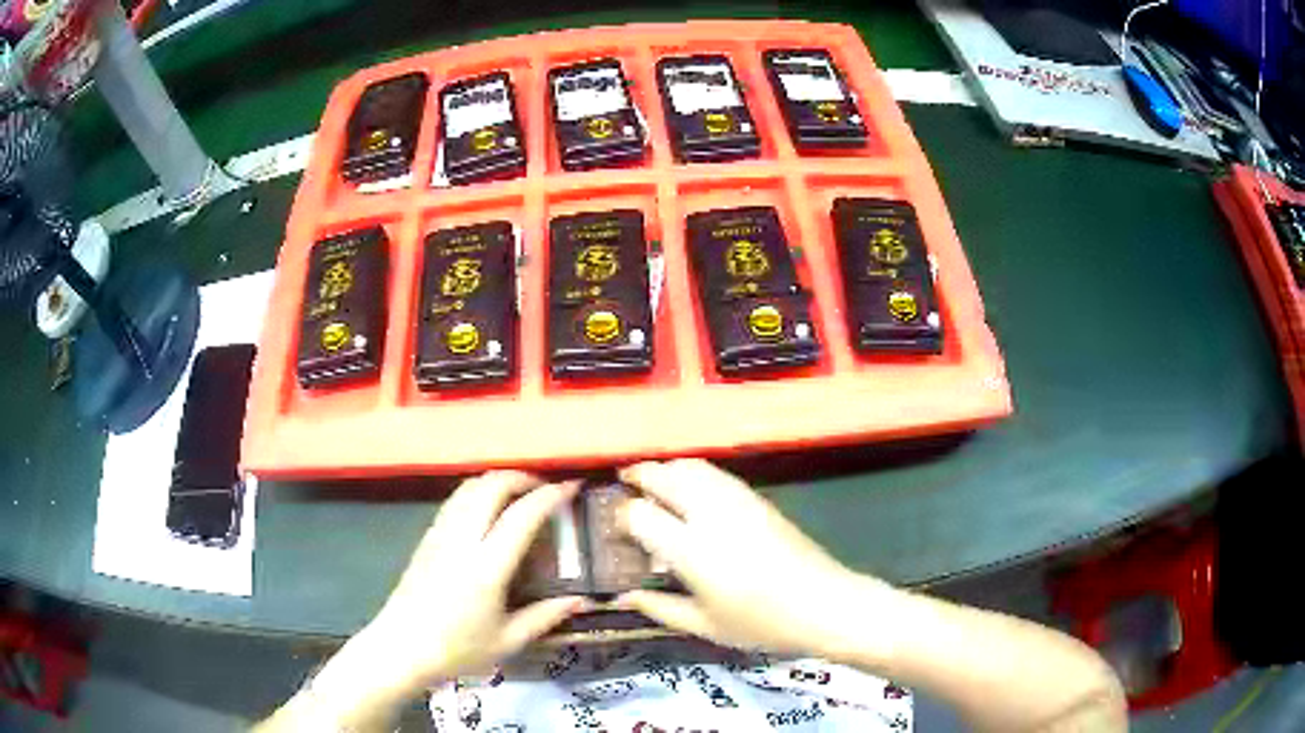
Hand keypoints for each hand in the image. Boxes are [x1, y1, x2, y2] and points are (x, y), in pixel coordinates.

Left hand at [313, 473, 586, 712]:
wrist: (400, 648)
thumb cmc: (456, 650)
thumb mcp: (508, 641)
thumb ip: (546, 616)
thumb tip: (581, 600)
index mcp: (486, 567)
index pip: (522, 516)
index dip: (550, 496)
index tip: (572, 487)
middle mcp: (462, 540)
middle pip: (491, 486)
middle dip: (523, 478)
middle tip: (546, 490)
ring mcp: (440, 534)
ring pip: (470, 487)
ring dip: (499, 481)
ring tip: (521, 495)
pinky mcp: (427, 537)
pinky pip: (456, 499)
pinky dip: (479, 491)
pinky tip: (489, 511)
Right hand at [616, 459, 893, 658]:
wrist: (824, 603)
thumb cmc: (761, 623)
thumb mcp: (704, 625)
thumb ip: (659, 607)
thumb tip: (623, 595)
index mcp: (692, 550)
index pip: (641, 515)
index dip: (621, 516)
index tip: (614, 526)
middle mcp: (711, 515)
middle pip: (665, 477)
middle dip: (639, 475)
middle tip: (623, 484)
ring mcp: (738, 501)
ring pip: (692, 467)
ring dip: (667, 468)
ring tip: (653, 481)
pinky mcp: (758, 499)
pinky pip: (716, 474)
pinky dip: (693, 471)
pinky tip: (691, 489)